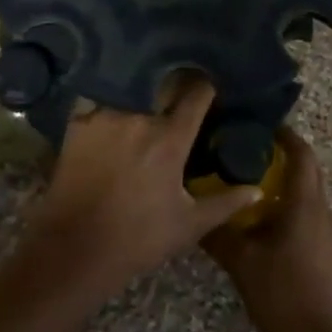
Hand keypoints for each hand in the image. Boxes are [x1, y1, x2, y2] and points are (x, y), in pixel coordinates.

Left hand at [23, 78, 261, 301]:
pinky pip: (97, 93)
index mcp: (170, 138)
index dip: (208, 85)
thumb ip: (225, 203)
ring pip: (131, 83)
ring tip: (151, 80)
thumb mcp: (188, 225)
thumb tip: (258, 190)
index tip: (213, 85)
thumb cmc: (137, 240)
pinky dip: (108, 89)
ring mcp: (105, 116)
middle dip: (177, 78)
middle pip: (165, 80)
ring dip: (144, 81)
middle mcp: (139, 117)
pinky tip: (114, 91)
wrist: (74, 252)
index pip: (198, 93)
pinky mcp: (78, 123)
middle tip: (184, 81)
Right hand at [204, 128, 331, 331]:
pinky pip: (306, 211)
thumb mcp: (242, 261)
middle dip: (282, 154)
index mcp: (304, 202)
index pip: (301, 153)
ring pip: (307, 191)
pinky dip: (286, 202)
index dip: (284, 134)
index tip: (258, 125)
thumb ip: (218, 233)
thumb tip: (193, 211)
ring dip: (283, 179)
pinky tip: (260, 218)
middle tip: (247, 148)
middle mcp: (320, 209)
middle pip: (306, 168)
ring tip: (248, 180)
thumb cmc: (283, 293)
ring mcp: (325, 230)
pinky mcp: (324, 249)